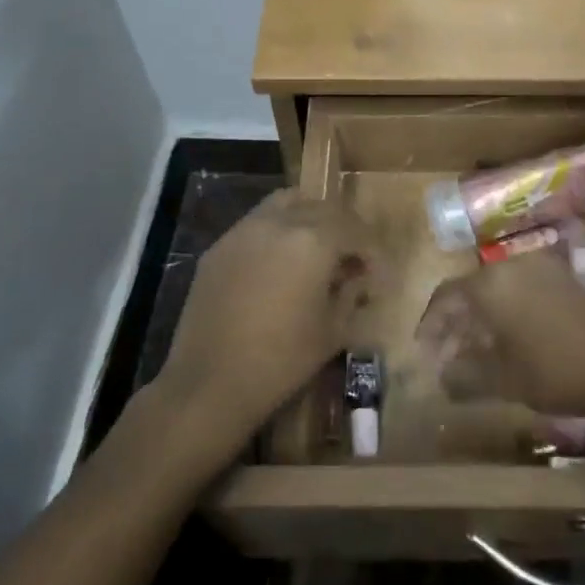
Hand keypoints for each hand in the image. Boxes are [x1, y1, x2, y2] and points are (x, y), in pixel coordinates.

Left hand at [155, 191, 378, 458]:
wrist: (210, 382)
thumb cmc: (282, 360)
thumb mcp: (333, 330)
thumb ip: (351, 294)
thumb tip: (356, 278)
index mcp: (314, 240)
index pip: (354, 229)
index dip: (370, 250)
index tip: (374, 275)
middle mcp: (279, 222)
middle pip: (322, 207)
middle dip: (343, 228)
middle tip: (350, 258)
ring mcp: (244, 230)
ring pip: (286, 203)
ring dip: (308, 218)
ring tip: (315, 250)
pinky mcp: (219, 247)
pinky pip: (257, 224)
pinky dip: (277, 231)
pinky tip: (278, 264)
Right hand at [416, 251, 584, 420]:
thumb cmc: (556, 371)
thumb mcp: (503, 380)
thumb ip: (464, 376)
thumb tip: (441, 376)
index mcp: (491, 283)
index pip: (445, 296)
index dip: (430, 324)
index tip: (422, 350)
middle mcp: (513, 266)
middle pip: (470, 290)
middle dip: (454, 324)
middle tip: (444, 356)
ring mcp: (542, 270)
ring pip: (496, 291)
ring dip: (480, 320)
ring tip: (472, 353)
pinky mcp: (564, 281)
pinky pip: (520, 292)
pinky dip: (505, 314)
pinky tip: (507, 342)